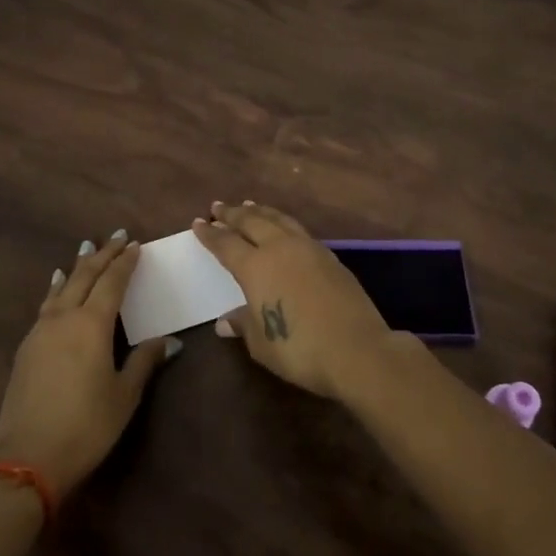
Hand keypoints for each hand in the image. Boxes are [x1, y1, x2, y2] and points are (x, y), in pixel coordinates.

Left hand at [0, 232, 177, 498]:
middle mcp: (64, 317)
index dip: (125, 262)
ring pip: (62, 287)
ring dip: (78, 266)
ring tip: (86, 249)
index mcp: (92, 324)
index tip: (136, 245)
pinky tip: (57, 286)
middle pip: (85, 276)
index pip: (112, 282)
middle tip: (117, 237)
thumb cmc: (86, 425)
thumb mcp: (124, 395)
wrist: (28, 456)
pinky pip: (46, 304)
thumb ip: (144, 361)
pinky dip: (57, 288)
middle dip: (103, 255)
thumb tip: (170, 340)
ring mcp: (40, 331)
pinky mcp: (26, 347)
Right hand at [192, 202, 394, 398]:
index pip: (226, 244)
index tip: (198, 223)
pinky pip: (298, 230)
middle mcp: (280, 249)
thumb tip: (226, 321)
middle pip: (252, 222)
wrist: (357, 349)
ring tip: (249, 205)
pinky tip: (283, 229)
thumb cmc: (300, 349)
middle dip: (232, 214)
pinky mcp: (330, 257)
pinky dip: (283, 223)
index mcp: (256, 267)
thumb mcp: (262, 343)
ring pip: (279, 220)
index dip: (211, 234)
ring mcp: (309, 249)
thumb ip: (243, 325)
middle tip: (218, 207)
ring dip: (260, 211)